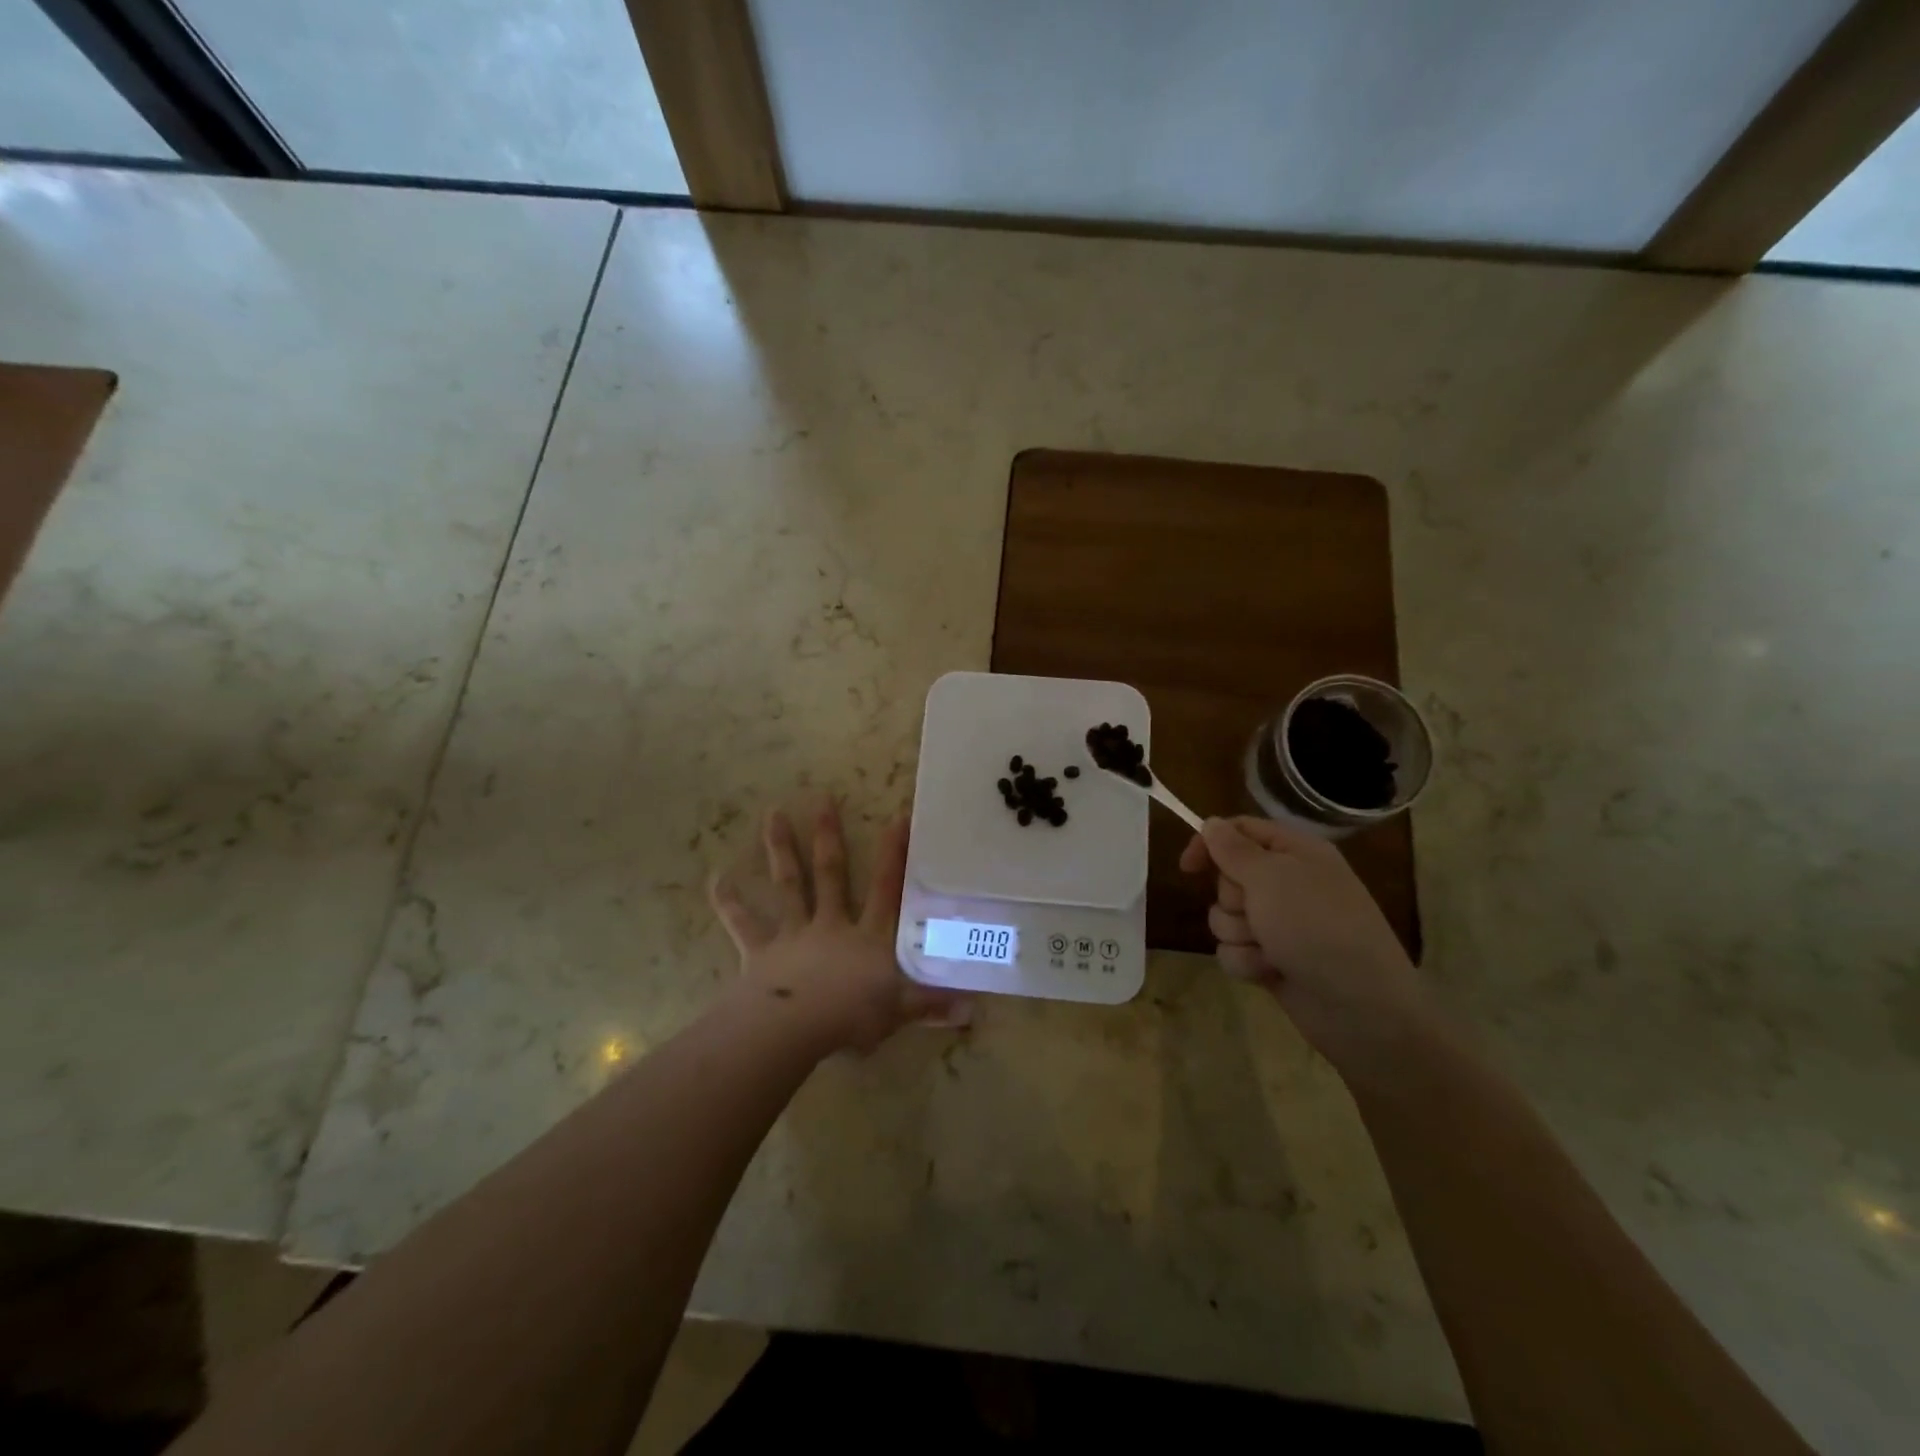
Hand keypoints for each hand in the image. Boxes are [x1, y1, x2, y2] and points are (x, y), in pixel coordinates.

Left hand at [710, 802, 966, 1054]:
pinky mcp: (762, 951)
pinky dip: (730, 903)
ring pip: (789, 885)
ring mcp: (794, 934)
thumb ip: (933, 1006)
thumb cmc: (851, 1016)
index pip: (886, 889)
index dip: (894, 854)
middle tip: (822, 797)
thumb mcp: (900, 1012)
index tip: (897, 816)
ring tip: (773, 814)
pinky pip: (744, 925)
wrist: (795, 1028)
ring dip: (781, 849)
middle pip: (831, 873)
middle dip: (829, 835)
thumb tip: (974, 1010)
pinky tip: (716, 879)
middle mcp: (831, 925)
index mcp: (868, 937)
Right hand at [1180, 816, 1438, 1081]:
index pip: (1239, 830)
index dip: (1210, 843)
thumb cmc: (1317, 927)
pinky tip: (1270, 972)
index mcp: (1295, 852)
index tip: (1188, 867)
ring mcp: (1279, 924)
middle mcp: (1287, 883)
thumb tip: (1211, 823)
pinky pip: (1233, 950)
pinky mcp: (1271, 959)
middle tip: (1256, 912)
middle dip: (1231, 899)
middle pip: (1227, 877)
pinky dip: (1247, 962)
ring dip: (1238, 934)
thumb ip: (1234, 849)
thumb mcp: (1271, 877)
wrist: (1361, 1007)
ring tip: (1268, 949)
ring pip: (1225, 917)